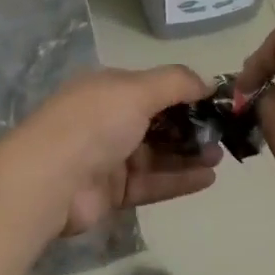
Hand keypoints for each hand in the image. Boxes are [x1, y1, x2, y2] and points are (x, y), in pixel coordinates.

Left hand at [0, 66, 225, 236]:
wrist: (49, 181)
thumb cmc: (95, 123)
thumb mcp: (137, 89)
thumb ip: (176, 82)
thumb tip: (209, 82)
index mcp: (109, 88)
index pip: (154, 87)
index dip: (186, 93)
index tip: (218, 102)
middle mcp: (108, 119)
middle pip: (158, 121)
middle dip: (191, 126)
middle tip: (224, 134)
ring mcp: (109, 157)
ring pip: (157, 154)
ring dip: (189, 153)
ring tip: (221, 156)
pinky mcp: (112, 192)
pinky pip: (152, 182)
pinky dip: (179, 179)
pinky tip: (208, 178)